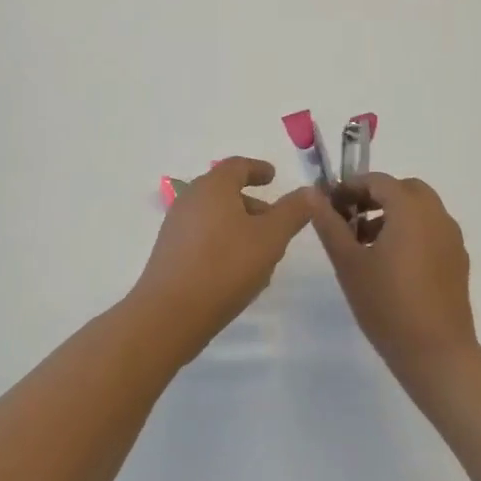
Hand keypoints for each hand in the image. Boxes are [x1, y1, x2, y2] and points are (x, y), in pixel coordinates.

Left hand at [128, 157, 318, 363]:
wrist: (170, 314)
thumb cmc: (225, 266)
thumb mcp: (270, 237)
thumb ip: (293, 211)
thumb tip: (310, 191)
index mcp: (213, 187)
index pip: (237, 166)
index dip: (258, 169)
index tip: (273, 176)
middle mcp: (190, 199)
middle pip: (226, 192)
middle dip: (254, 205)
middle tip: (277, 223)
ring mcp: (176, 227)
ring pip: (216, 218)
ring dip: (241, 228)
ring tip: (263, 254)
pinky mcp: (170, 253)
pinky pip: (204, 238)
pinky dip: (224, 244)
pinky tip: (238, 272)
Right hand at [311, 173, 477, 380]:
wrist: (438, 355)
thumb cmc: (387, 304)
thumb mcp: (348, 262)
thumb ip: (329, 224)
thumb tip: (313, 193)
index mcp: (410, 209)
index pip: (378, 181)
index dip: (351, 187)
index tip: (331, 206)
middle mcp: (436, 215)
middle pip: (404, 190)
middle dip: (376, 197)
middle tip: (351, 220)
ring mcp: (452, 239)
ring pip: (420, 210)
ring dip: (393, 214)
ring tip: (366, 245)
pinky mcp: (458, 261)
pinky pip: (432, 231)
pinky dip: (411, 232)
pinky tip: (393, 265)